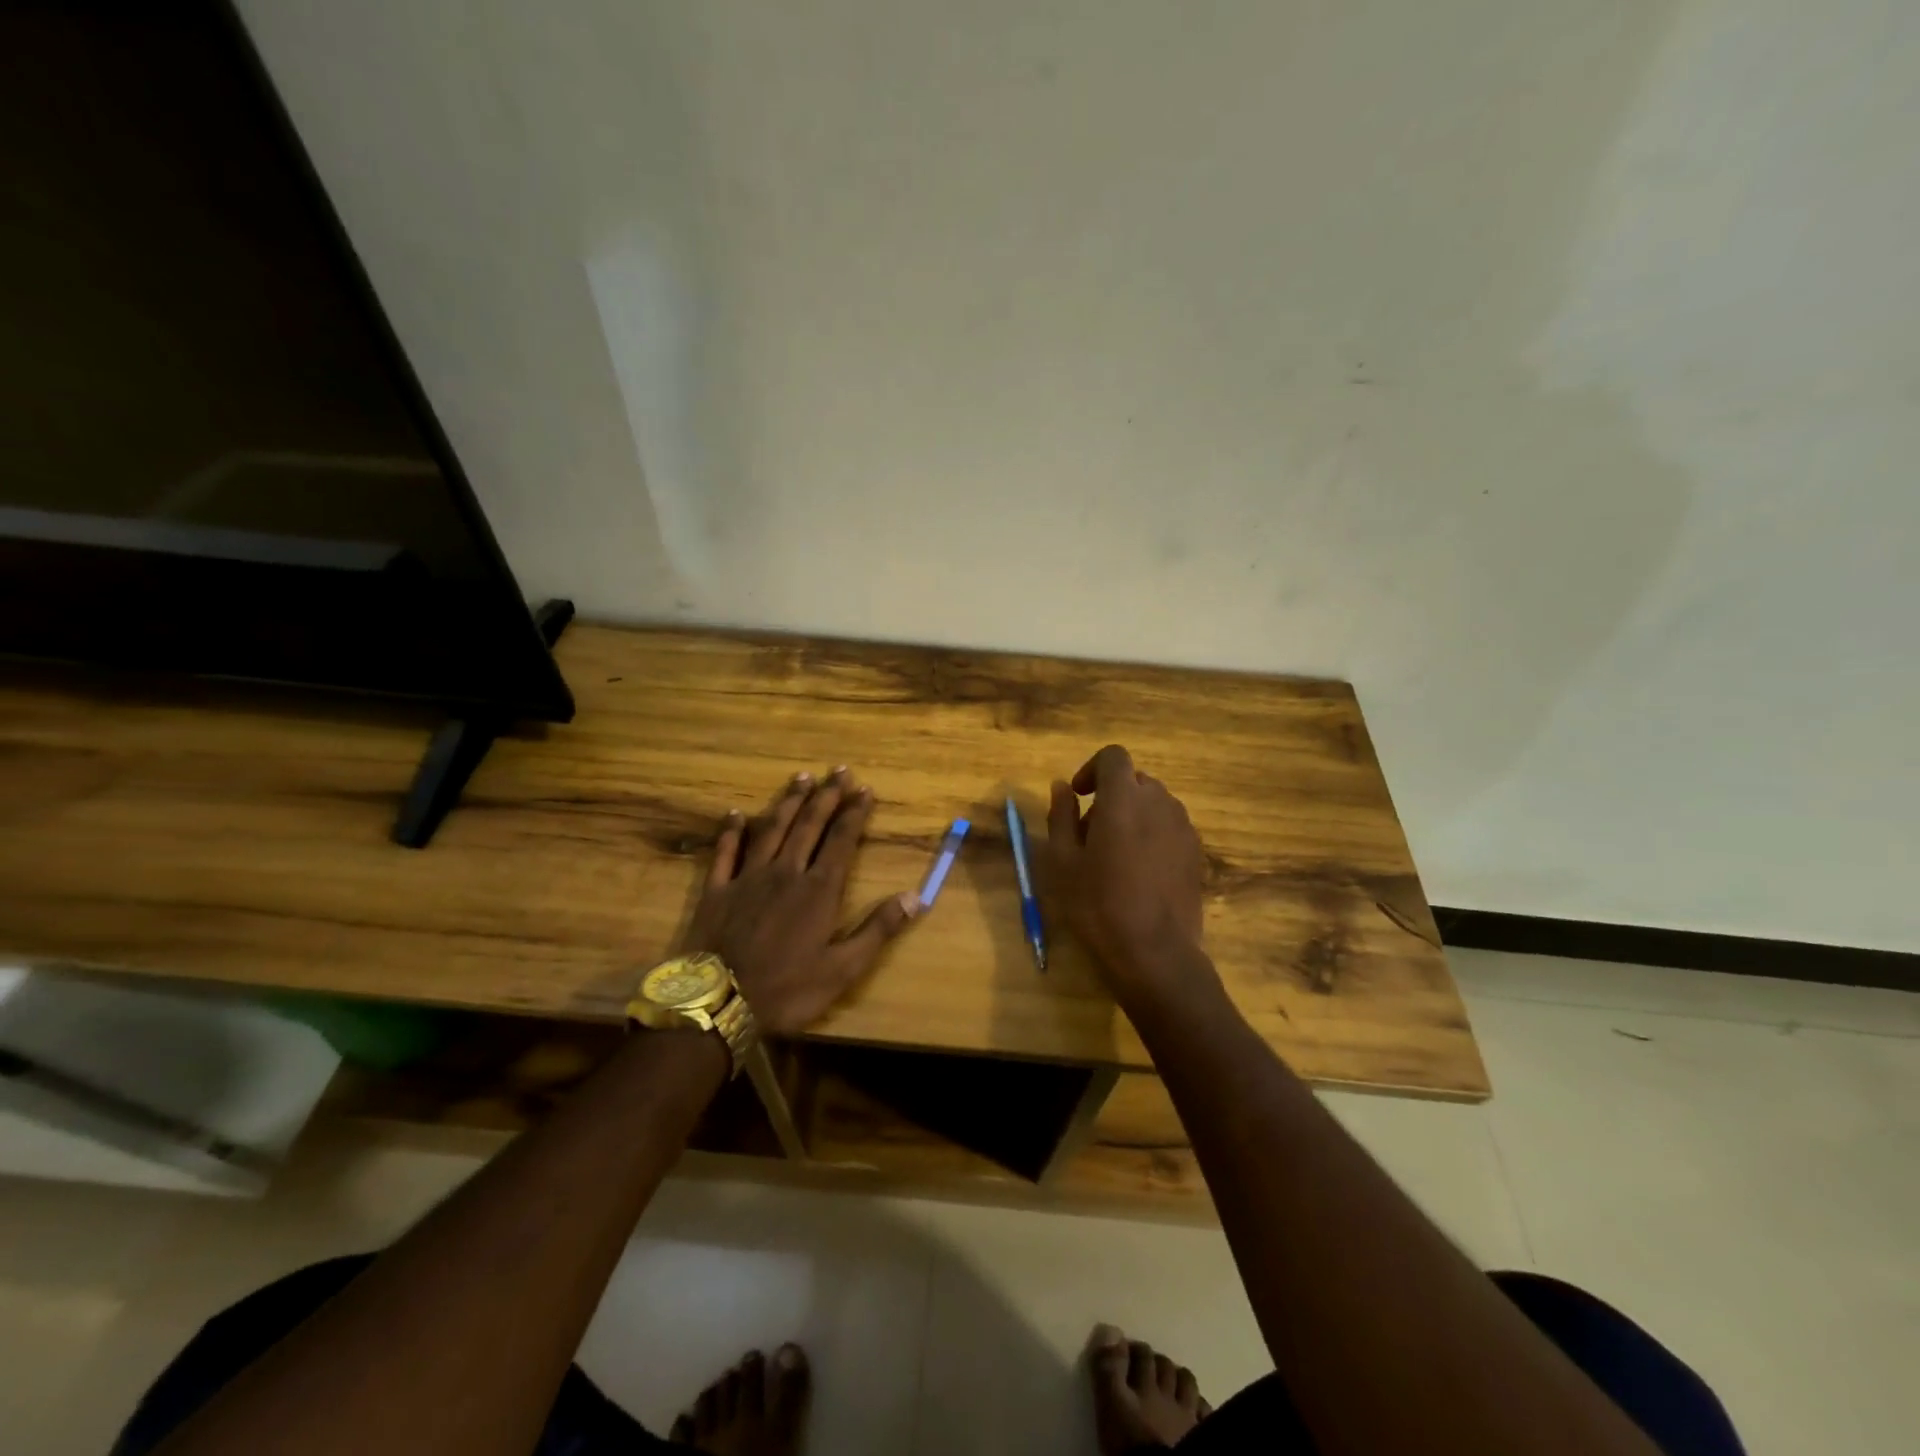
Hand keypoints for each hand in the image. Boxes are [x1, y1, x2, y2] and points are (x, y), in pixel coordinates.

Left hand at [679, 767, 920, 1035]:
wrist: (718, 1005)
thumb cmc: (787, 990)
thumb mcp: (843, 969)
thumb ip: (878, 930)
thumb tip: (916, 897)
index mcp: (818, 890)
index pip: (842, 840)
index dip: (854, 813)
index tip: (865, 789)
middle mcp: (786, 872)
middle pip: (809, 825)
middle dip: (826, 796)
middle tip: (839, 770)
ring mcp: (748, 877)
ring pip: (772, 829)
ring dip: (788, 802)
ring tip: (801, 777)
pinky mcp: (717, 890)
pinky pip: (725, 852)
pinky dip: (732, 831)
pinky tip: (736, 814)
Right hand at [1046, 745, 1209, 997]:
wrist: (1155, 954)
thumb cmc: (1098, 905)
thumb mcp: (1061, 862)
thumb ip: (1060, 816)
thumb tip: (1062, 787)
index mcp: (1123, 798)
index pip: (1113, 756)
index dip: (1092, 769)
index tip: (1078, 796)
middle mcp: (1159, 802)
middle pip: (1134, 781)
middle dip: (1110, 797)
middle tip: (1089, 835)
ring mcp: (1184, 827)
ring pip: (1154, 804)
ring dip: (1132, 815)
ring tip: (1114, 856)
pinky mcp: (1197, 853)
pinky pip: (1170, 828)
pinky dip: (1152, 835)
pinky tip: (1139, 874)